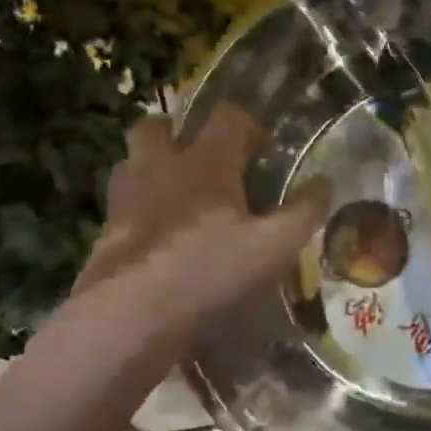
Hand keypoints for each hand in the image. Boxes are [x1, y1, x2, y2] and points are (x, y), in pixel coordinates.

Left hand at [61, 105, 327, 382]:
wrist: (131, 313)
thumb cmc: (210, 269)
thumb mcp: (276, 245)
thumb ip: (304, 210)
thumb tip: (325, 182)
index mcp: (206, 162)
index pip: (228, 116)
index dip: (250, 125)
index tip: (266, 152)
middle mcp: (161, 167)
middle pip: (158, 127)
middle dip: (179, 133)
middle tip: (204, 158)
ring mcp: (126, 198)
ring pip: (132, 163)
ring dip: (153, 167)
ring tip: (178, 194)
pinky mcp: (106, 232)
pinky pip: (121, 206)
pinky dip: (139, 210)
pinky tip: (159, 236)